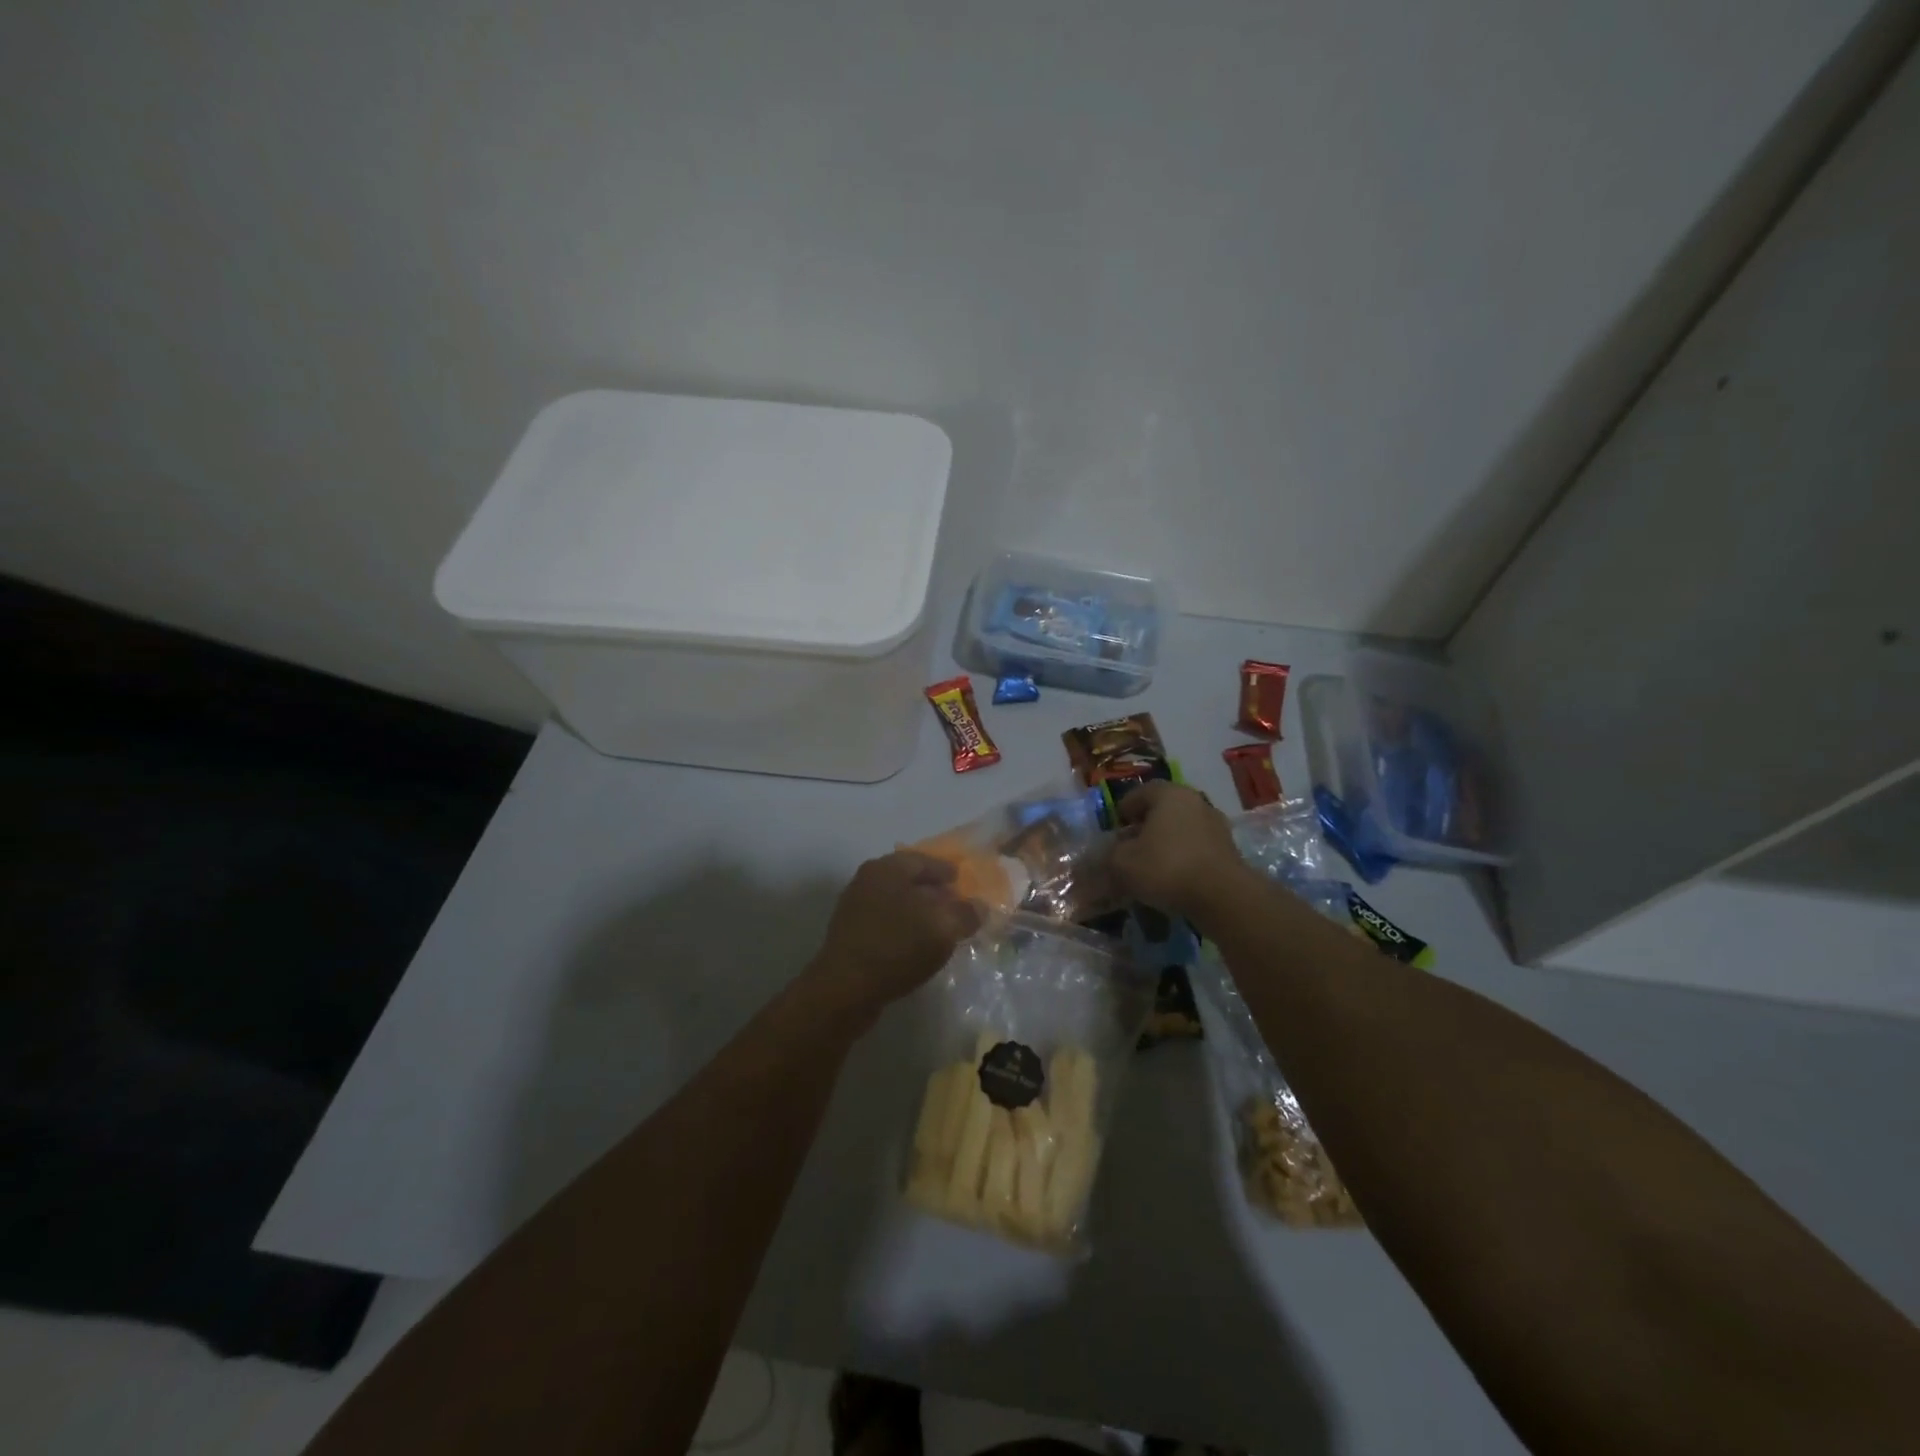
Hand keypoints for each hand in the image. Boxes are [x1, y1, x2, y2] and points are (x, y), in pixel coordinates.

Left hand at [809, 851, 982, 1016]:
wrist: (844, 990)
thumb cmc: (896, 947)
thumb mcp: (942, 928)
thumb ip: (966, 913)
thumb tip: (979, 906)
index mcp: (887, 868)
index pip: (924, 860)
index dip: (947, 871)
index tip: (964, 881)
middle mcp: (868, 881)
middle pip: (908, 880)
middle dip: (933, 892)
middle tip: (956, 905)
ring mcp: (855, 908)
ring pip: (897, 903)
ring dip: (919, 913)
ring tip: (941, 929)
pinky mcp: (850, 936)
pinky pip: (886, 924)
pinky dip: (905, 930)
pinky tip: (918, 947)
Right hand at [1109, 781, 1248, 921]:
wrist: (1223, 896)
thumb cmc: (1166, 867)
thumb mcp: (1122, 862)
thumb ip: (1111, 853)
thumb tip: (1112, 852)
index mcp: (1168, 794)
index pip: (1138, 793)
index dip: (1122, 811)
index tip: (1113, 830)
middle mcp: (1195, 801)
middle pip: (1162, 810)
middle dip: (1144, 827)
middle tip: (1130, 847)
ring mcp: (1216, 824)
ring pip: (1180, 828)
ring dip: (1165, 842)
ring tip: (1151, 866)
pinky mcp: (1228, 849)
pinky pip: (1196, 847)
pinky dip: (1183, 857)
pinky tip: (1173, 877)